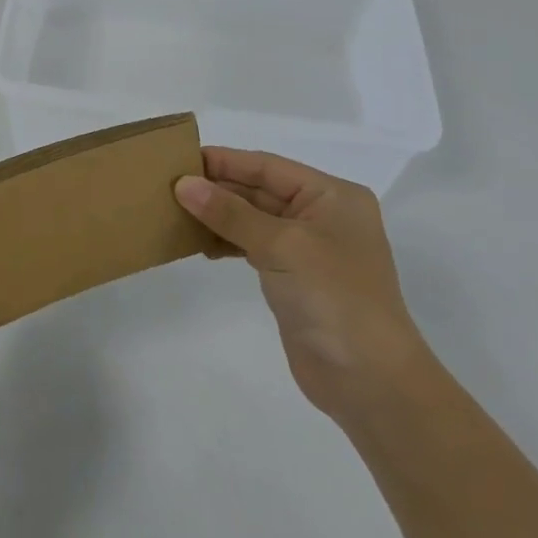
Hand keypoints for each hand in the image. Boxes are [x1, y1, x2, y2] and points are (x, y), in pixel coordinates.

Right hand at [176, 147, 431, 424]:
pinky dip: (226, 242)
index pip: (267, 167)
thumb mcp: (280, 245)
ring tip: (175, 213)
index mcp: (332, 196)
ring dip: (217, 216)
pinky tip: (199, 245)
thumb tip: (183, 183)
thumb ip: (230, 212)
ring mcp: (308, 249)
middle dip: (217, 188)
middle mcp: (322, 215)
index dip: (224, 161)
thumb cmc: (333, 296)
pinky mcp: (294, 278)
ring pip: (252, 219)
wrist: (369, 380)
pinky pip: (252, 246)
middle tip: (168, 186)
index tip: (179, 158)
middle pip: (259, 190)